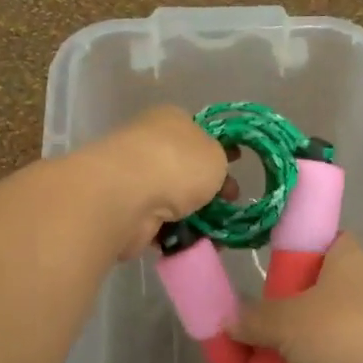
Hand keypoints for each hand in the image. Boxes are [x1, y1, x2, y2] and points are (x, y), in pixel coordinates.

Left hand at [81, 106, 231, 260]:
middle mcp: (148, 144)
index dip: (219, 149)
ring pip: (173, 199)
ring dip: (194, 216)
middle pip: (185, 168)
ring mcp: (134, 179)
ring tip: (217, 232)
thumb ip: (218, 160)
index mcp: (169, 120)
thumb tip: (209, 171)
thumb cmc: (178, 164)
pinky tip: (194, 243)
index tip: (237, 166)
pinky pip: (160, 224)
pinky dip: (176, 234)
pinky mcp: (126, 211)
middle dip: (209, 188)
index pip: (197, 131)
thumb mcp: (215, 155)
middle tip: (230, 203)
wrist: (127, 197)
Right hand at [231, 234, 362, 362]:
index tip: (266, 271)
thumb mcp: (286, 322)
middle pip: (315, 290)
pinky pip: (337, 362)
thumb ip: (254, 319)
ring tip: (263, 362)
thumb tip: (230, 320)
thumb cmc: (345, 333)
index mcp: (346, 257)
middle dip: (286, 311)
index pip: (318, 240)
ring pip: (325, 329)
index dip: (292, 251)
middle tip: (253, 326)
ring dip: (299, 347)